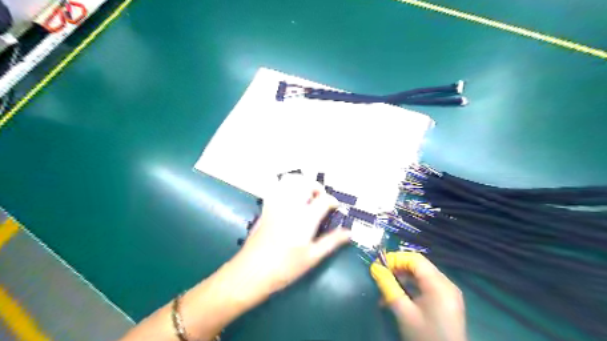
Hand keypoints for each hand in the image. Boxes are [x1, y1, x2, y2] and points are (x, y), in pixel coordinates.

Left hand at [228, 176, 350, 300]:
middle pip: (306, 183)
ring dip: (301, 183)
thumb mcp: (312, 258)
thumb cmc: (284, 268)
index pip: (324, 199)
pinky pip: (276, 188)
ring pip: (289, 181)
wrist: (251, 272)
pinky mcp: (265, 208)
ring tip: (307, 196)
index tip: (335, 208)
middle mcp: (291, 206)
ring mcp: (276, 205)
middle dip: (317, 187)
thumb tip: (349, 233)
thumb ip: (331, 242)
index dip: (333, 201)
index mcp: (305, 219)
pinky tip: (290, 199)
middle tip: (321, 200)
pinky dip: (286, 187)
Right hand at [369, 252, 465, 340]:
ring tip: (386, 290)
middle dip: (398, 268)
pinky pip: (427, 286)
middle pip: (419, 266)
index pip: (415, 259)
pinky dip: (412, 287)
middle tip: (381, 277)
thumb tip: (374, 267)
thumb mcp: (403, 311)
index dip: (395, 259)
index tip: (378, 266)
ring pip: (422, 276)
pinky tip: (399, 297)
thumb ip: (388, 286)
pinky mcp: (447, 302)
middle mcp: (446, 284)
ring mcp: (448, 293)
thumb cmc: (424, 336)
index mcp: (439, 284)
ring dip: (403, 279)